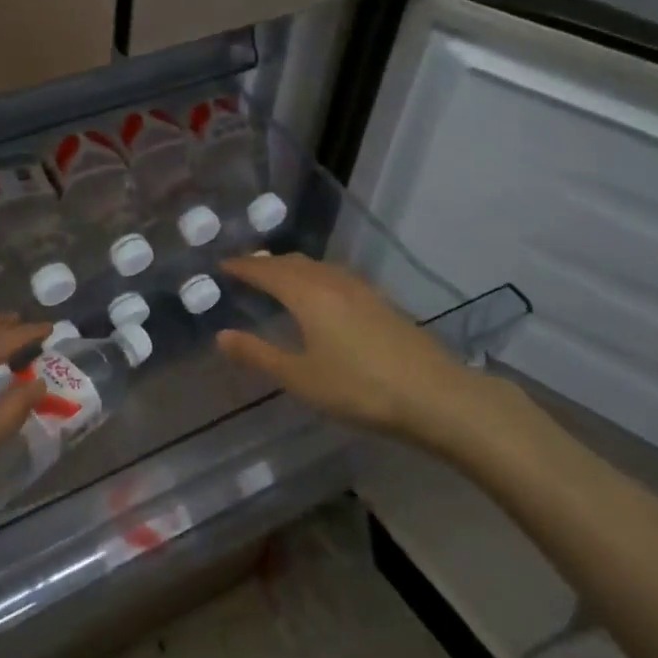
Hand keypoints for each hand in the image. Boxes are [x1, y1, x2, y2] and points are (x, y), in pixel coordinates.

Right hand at [215, 254, 509, 457]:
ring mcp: (360, 289)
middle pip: (291, 262)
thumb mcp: (300, 377)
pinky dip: (314, 276)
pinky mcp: (380, 301)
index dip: (242, 267)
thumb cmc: (359, 388)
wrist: (435, 395)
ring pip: (316, 266)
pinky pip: (335, 275)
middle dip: (265, 263)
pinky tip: (319, 294)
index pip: (266, 271)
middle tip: (244, 270)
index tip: (222, 265)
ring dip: (291, 267)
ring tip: (277, 277)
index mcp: (307, 293)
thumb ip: (258, 354)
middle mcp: (331, 281)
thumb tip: (221, 335)